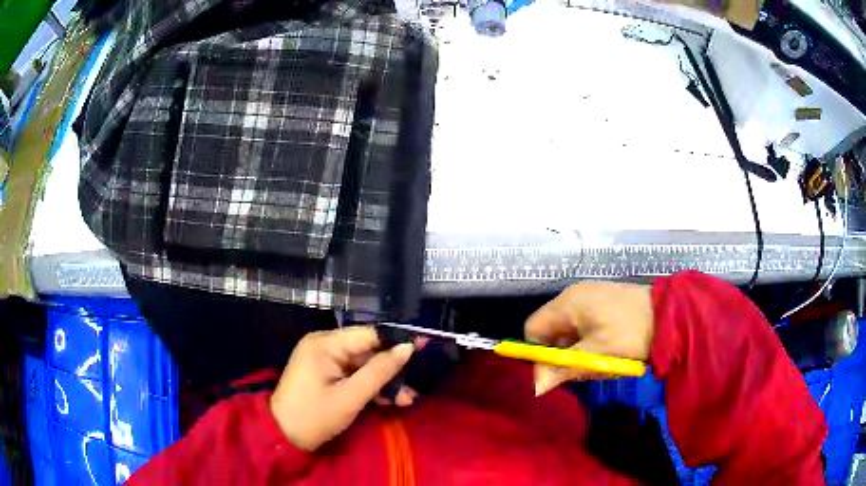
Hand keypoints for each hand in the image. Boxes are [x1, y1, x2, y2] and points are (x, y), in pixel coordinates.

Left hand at [269, 326, 415, 450]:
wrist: (283, 437)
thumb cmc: (314, 416)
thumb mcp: (351, 396)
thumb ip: (380, 371)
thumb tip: (407, 347)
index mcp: (325, 343)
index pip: (368, 334)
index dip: (396, 340)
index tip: (423, 346)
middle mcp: (324, 345)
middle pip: (367, 351)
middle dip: (391, 370)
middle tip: (414, 387)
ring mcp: (324, 361)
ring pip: (363, 365)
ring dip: (384, 382)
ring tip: (406, 400)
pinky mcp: (325, 374)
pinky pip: (353, 375)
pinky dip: (370, 387)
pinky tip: (389, 401)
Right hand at [525, 281, 654, 395]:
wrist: (670, 315)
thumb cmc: (630, 333)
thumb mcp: (596, 354)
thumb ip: (563, 368)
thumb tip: (536, 387)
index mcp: (567, 303)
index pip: (533, 329)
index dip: (539, 353)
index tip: (559, 370)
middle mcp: (574, 296)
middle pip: (552, 332)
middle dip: (564, 355)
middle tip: (587, 367)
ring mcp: (591, 297)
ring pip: (571, 332)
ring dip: (580, 351)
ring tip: (603, 360)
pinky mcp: (605, 303)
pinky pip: (586, 327)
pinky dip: (592, 342)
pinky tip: (611, 350)